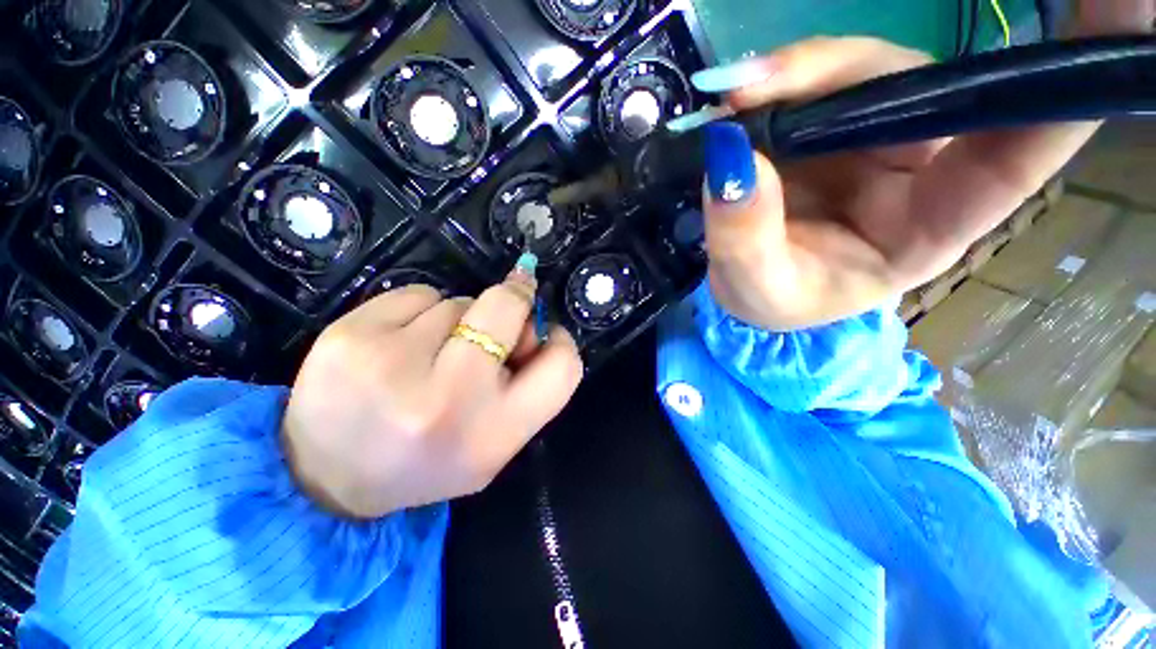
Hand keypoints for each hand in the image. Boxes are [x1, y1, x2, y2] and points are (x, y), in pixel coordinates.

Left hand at [281, 265, 582, 518]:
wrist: (325, 479)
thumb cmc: (427, 462)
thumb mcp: (494, 445)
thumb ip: (526, 388)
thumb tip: (533, 323)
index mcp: (493, 432)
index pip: (562, 366)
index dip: (558, 341)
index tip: (542, 332)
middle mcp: (448, 396)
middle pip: (506, 308)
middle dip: (511, 306)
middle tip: (490, 329)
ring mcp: (393, 362)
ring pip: (459, 301)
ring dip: (458, 319)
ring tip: (430, 357)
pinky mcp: (350, 334)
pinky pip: (418, 293)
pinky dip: (420, 311)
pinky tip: (398, 345)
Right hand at [693, 7, 1152, 331]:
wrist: (745, 290)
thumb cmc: (768, 300)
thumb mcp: (757, 287)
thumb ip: (744, 236)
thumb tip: (732, 158)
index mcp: (931, 225)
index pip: (1018, 153)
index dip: (1068, 85)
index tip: (1125, 5)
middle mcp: (920, 168)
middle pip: (915, 86)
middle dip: (837, 69)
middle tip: (758, 82)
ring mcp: (870, 140)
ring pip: (858, 73)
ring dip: (795, 72)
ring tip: (734, 95)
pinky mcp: (825, 130)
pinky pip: (814, 83)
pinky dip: (775, 80)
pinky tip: (736, 96)